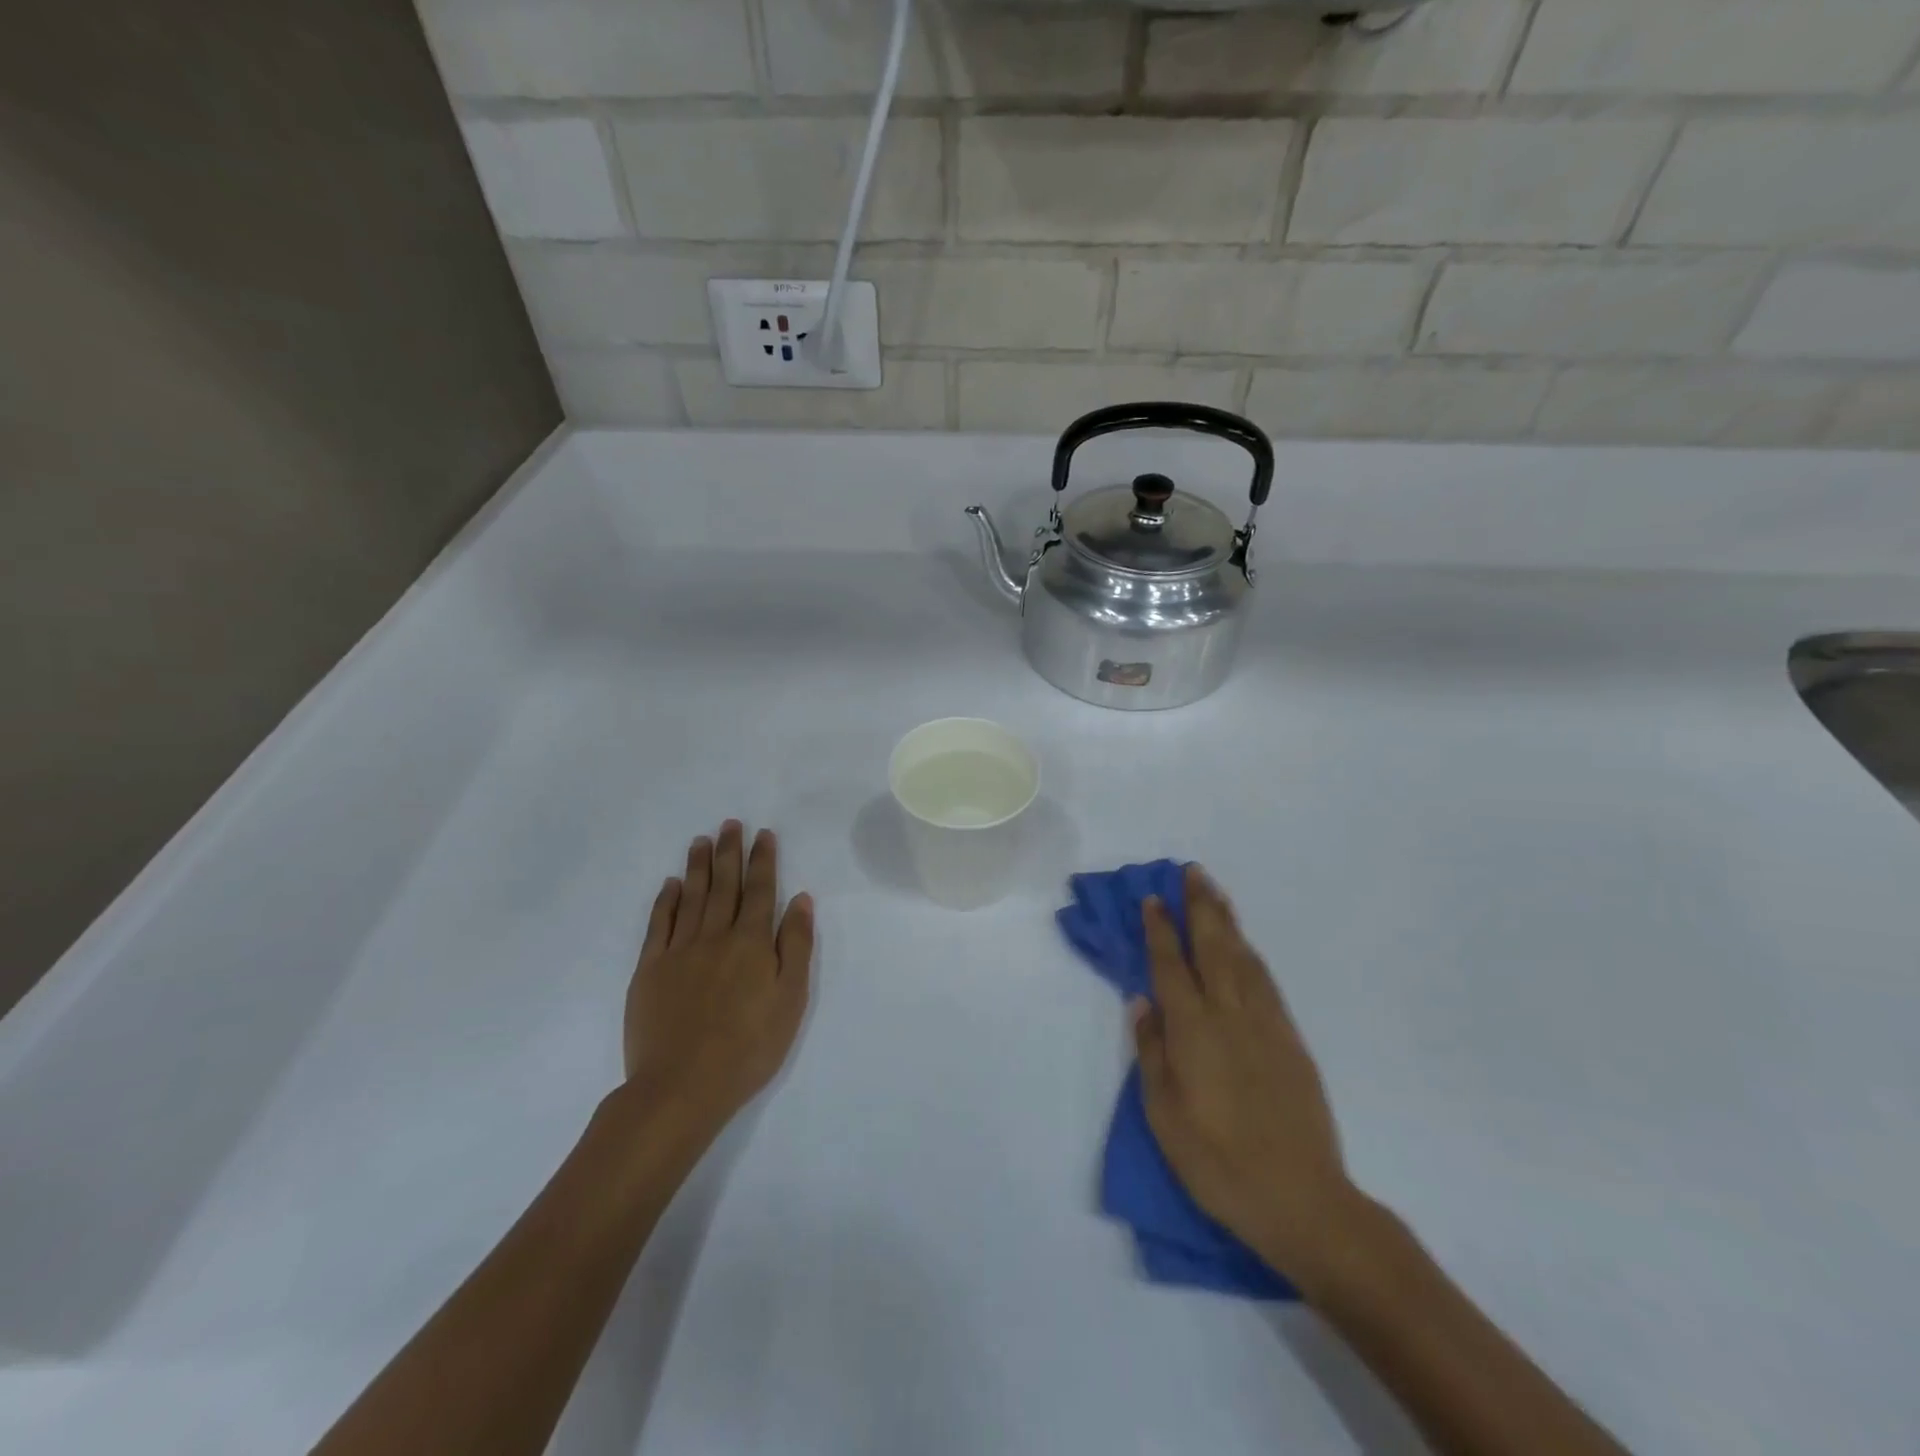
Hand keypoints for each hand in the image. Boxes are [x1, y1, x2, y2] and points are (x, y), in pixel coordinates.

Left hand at [622, 822, 813, 1147]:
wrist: (682, 1086)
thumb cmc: (749, 1046)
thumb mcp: (791, 999)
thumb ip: (796, 945)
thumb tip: (800, 899)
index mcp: (751, 942)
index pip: (760, 891)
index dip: (763, 860)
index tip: (763, 835)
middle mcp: (715, 936)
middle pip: (724, 885)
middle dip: (729, 852)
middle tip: (730, 824)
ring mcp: (678, 951)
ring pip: (691, 897)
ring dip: (698, 867)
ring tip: (701, 840)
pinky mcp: (649, 970)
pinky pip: (659, 924)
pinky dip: (665, 901)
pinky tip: (670, 885)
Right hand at [1132, 864, 1360, 1292]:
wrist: (1302, 1199)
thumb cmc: (1218, 1162)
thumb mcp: (1164, 1116)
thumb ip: (1151, 1052)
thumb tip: (1142, 1001)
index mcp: (1193, 1031)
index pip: (1170, 966)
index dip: (1159, 929)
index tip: (1152, 898)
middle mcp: (1229, 1015)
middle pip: (1212, 947)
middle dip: (1199, 906)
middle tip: (1191, 872)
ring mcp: (1266, 1024)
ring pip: (1242, 958)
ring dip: (1227, 921)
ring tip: (1215, 892)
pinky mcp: (1290, 1040)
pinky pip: (1266, 982)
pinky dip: (1251, 954)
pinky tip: (1245, 946)